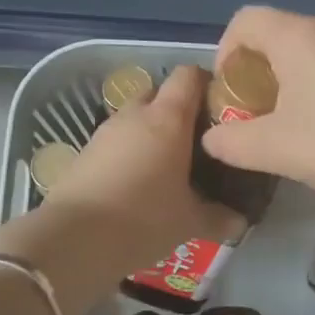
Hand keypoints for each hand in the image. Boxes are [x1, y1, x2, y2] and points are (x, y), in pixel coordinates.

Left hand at [46, 64, 240, 274]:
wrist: (74, 239)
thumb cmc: (144, 218)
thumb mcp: (190, 222)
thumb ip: (219, 218)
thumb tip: (240, 223)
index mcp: (168, 119)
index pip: (189, 76)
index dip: (207, 85)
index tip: (221, 109)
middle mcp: (135, 115)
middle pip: (159, 93)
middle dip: (178, 110)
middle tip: (197, 142)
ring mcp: (105, 132)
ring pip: (135, 119)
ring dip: (152, 134)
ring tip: (170, 167)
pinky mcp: (85, 154)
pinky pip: (116, 143)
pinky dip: (130, 153)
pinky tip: (140, 184)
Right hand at [200, 8, 314, 215]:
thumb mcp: (274, 151)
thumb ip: (231, 142)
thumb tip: (212, 139)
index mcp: (303, 34)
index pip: (247, 20)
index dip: (227, 52)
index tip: (232, 92)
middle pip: (285, 35)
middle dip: (267, 72)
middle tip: (267, 115)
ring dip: (304, 77)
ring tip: (310, 122)